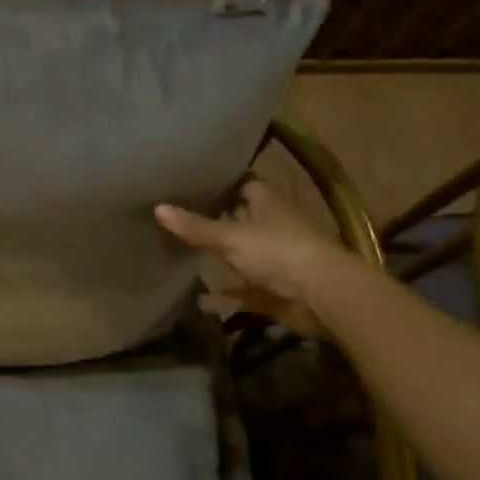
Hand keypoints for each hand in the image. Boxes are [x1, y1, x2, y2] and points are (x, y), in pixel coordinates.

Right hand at [155, 177, 346, 336]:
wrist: (323, 297)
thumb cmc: (278, 252)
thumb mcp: (231, 236)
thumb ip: (195, 227)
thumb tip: (157, 208)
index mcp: (266, 204)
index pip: (244, 183)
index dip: (223, 180)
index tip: (195, 177)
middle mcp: (270, 228)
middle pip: (240, 218)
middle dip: (215, 217)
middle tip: (179, 211)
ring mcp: (273, 261)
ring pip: (241, 255)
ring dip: (219, 258)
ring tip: (183, 253)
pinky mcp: (273, 291)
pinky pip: (243, 292)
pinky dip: (225, 297)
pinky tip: (200, 301)